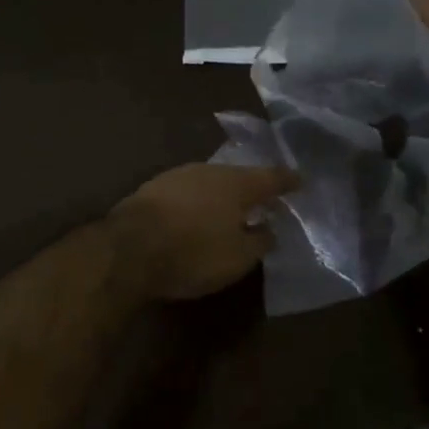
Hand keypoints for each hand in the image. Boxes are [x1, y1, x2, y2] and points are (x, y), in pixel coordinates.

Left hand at [106, 163, 299, 302]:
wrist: (127, 248)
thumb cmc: (193, 252)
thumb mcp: (238, 258)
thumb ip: (259, 242)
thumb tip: (270, 230)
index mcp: (237, 183)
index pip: (271, 178)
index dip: (288, 181)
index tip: (301, 180)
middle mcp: (210, 170)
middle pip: (239, 176)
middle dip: (252, 188)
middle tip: (264, 200)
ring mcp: (179, 175)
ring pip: (211, 182)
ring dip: (223, 195)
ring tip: (231, 210)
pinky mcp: (154, 188)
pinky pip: (188, 192)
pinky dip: (198, 202)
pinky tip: (197, 215)